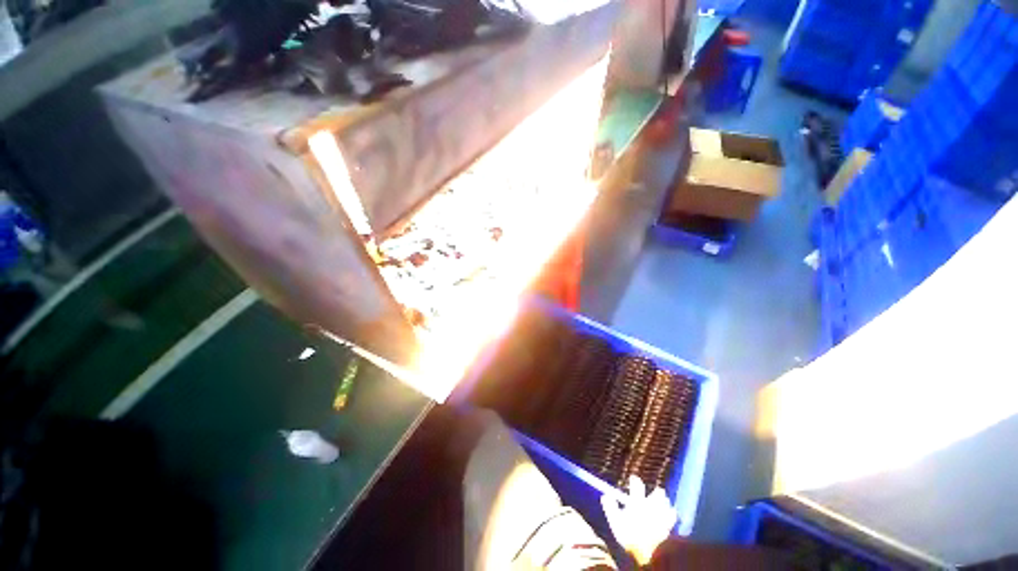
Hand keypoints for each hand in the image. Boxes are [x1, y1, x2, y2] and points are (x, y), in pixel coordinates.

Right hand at [601, 475, 677, 564]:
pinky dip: (671, 514)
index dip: (635, 481)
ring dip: (664, 503)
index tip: (634, 478)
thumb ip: (610, 507)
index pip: (637, 486)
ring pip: (666, 504)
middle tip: (656, 492)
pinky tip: (670, 515)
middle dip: (656, 493)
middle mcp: (651, 506)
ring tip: (665, 502)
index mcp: (637, 502)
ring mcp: (661, 516)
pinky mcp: (668, 526)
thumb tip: (605, 495)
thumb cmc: (629, 536)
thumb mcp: (615, 522)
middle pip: (657, 494)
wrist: (648, 554)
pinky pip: (672, 517)